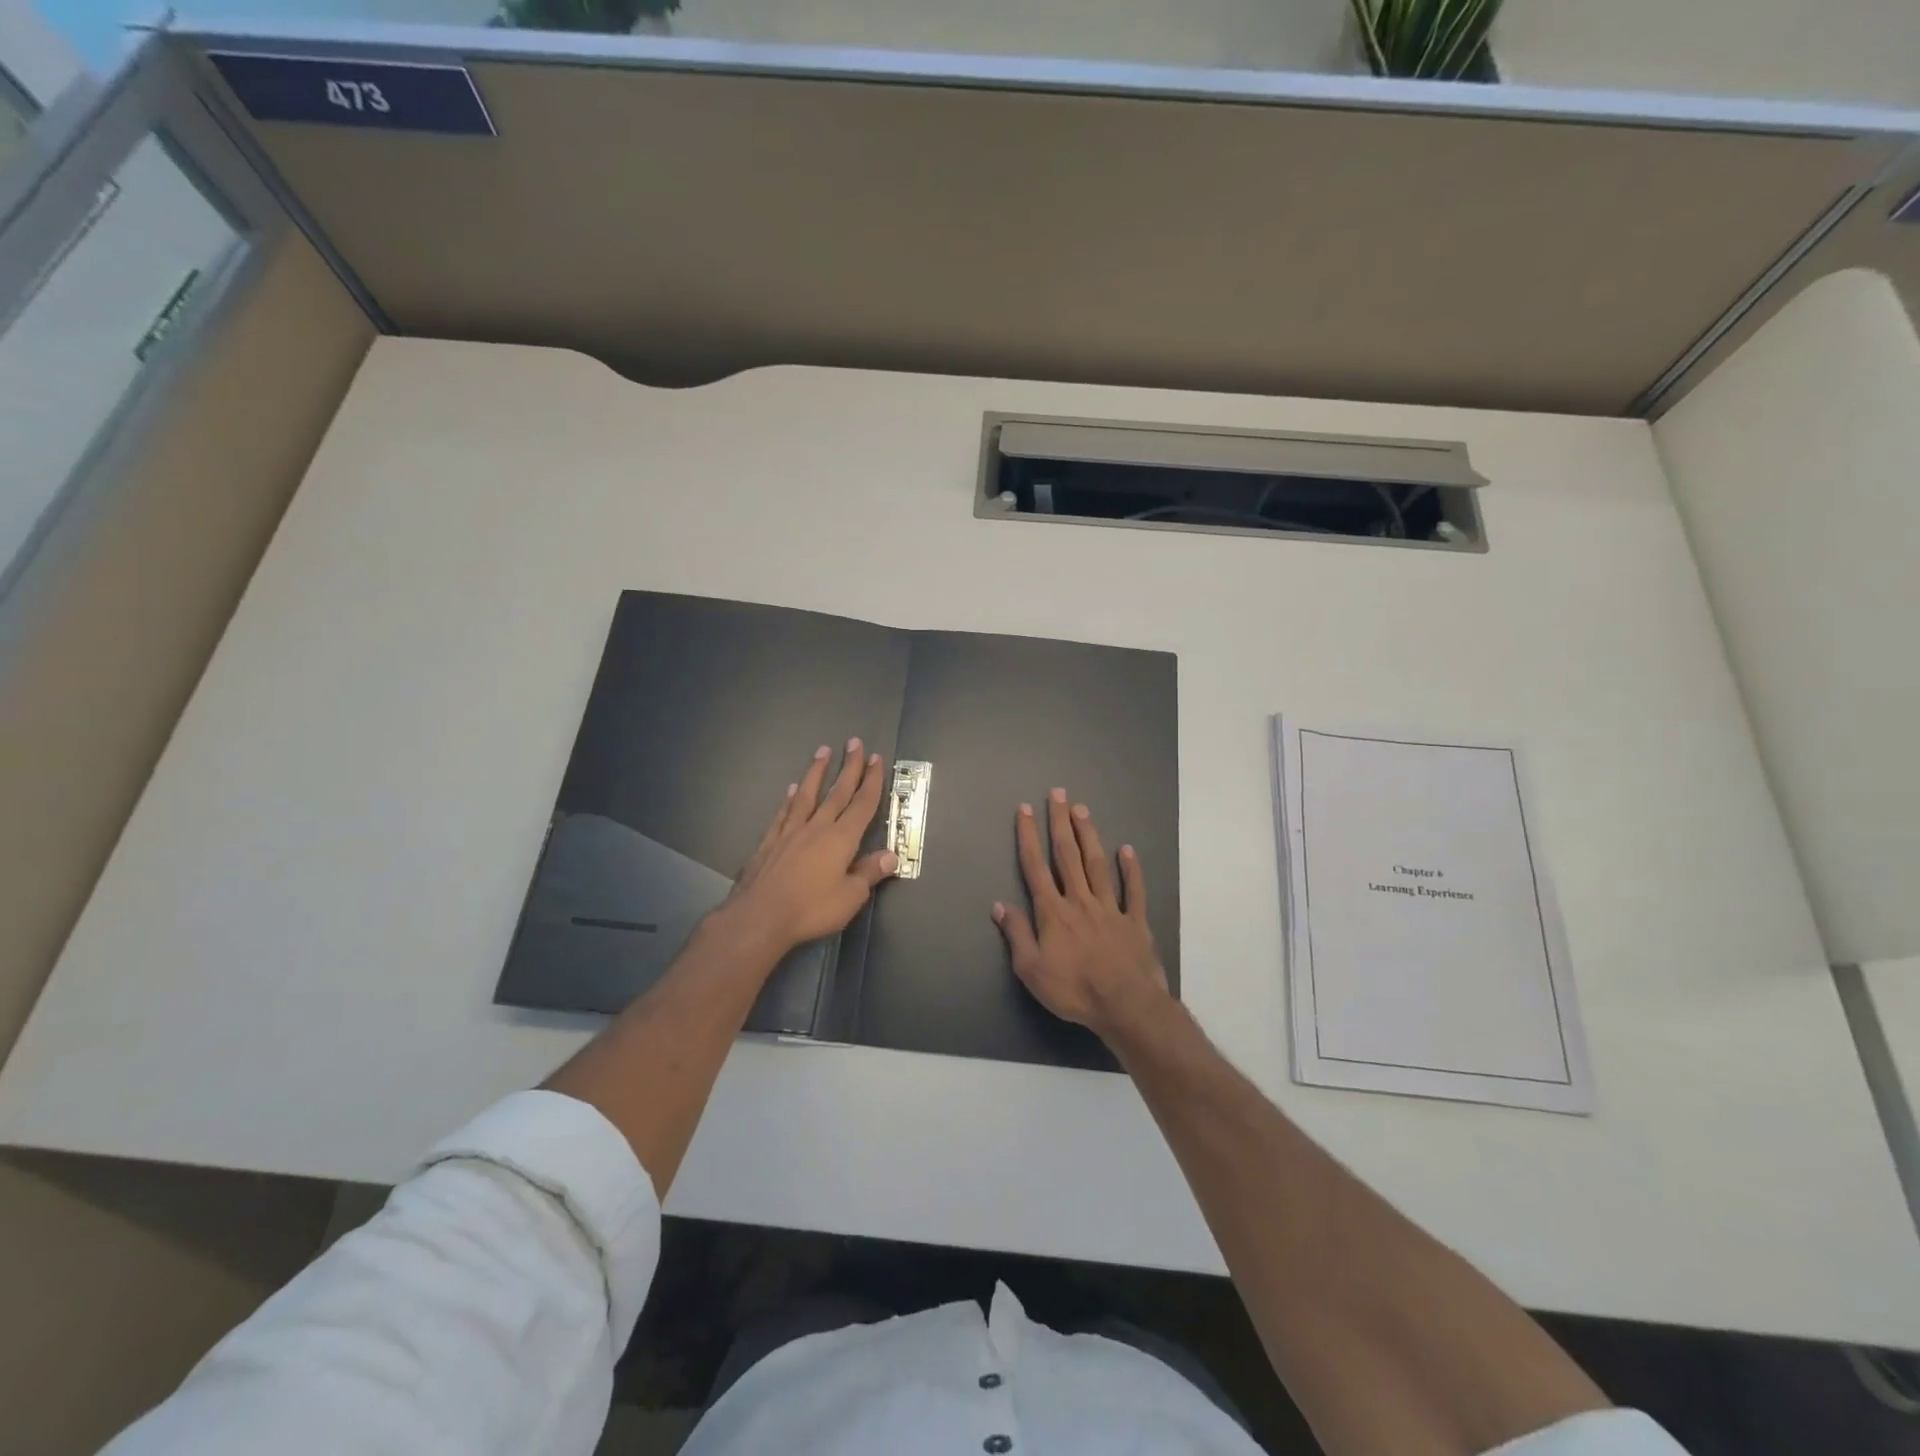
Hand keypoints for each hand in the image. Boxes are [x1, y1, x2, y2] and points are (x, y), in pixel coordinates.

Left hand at [718, 738, 896, 955]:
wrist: (760, 916)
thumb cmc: (811, 908)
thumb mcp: (851, 897)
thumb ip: (869, 873)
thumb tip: (891, 855)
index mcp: (842, 838)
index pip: (862, 804)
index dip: (871, 781)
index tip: (876, 759)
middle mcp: (818, 827)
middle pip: (837, 792)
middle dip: (849, 767)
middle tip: (855, 742)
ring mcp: (791, 831)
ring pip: (808, 794)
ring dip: (817, 772)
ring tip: (823, 751)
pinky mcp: (770, 841)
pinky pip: (784, 812)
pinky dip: (790, 799)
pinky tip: (793, 789)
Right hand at [992, 788, 1167, 1037]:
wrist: (1124, 1005)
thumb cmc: (1073, 990)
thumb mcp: (1031, 969)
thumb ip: (1017, 934)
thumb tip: (1000, 905)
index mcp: (1053, 912)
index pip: (1035, 867)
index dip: (1028, 836)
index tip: (1024, 810)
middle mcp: (1080, 900)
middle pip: (1068, 855)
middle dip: (1060, 823)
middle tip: (1059, 794)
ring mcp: (1110, 908)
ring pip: (1097, 864)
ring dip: (1089, 835)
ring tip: (1082, 810)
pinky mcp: (1135, 921)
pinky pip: (1133, 890)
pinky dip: (1130, 869)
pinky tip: (1126, 850)